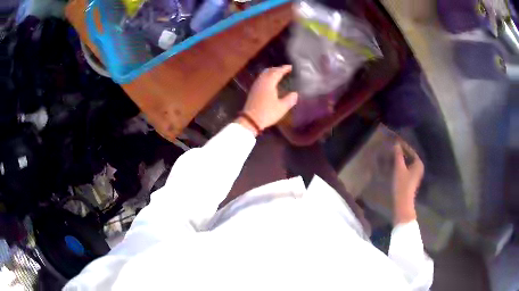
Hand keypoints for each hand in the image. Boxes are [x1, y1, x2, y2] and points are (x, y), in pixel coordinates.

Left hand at [237, 65, 297, 134]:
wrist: (250, 120)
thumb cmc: (267, 113)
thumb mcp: (282, 108)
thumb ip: (289, 99)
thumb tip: (295, 94)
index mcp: (269, 83)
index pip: (277, 72)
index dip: (284, 69)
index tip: (290, 67)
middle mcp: (261, 82)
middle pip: (269, 71)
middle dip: (277, 69)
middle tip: (285, 69)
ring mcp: (256, 86)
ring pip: (264, 74)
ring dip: (271, 72)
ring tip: (278, 74)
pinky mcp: (253, 91)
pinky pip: (261, 79)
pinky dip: (266, 77)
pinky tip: (270, 82)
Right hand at [392, 141, 423, 224]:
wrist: (403, 203)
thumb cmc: (402, 185)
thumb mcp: (399, 168)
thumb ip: (398, 155)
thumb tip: (396, 144)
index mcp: (419, 163)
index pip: (411, 150)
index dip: (403, 146)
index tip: (395, 141)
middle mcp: (419, 168)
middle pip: (410, 157)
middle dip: (402, 152)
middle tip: (393, 147)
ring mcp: (416, 174)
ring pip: (408, 163)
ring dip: (401, 159)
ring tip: (393, 155)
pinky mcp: (412, 180)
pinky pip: (407, 168)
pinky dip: (402, 165)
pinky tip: (395, 165)